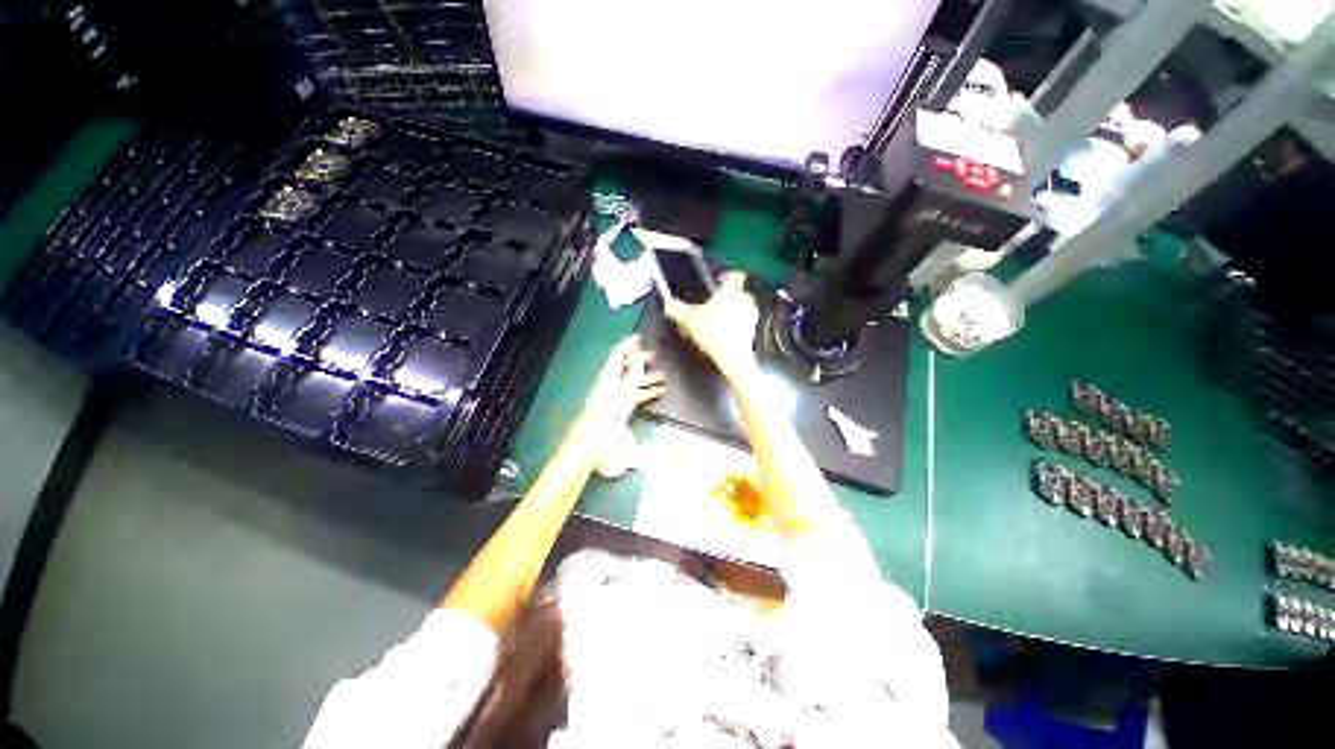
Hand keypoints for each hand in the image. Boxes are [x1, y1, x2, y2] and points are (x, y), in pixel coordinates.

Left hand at [574, 335, 665, 457]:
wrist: (596, 440)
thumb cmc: (611, 412)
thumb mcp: (626, 389)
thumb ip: (633, 370)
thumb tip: (635, 352)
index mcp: (609, 375)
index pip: (617, 354)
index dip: (628, 344)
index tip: (639, 337)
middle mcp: (609, 383)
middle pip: (625, 367)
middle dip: (639, 361)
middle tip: (654, 356)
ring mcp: (613, 396)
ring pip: (631, 382)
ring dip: (646, 378)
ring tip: (663, 377)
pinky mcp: (616, 408)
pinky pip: (632, 395)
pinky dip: (645, 392)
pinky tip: (658, 394)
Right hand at [664, 272, 759, 381]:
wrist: (733, 356)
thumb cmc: (713, 334)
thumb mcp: (689, 321)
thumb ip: (677, 310)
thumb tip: (667, 304)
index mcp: (730, 291)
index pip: (735, 275)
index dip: (726, 276)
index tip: (718, 282)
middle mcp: (744, 299)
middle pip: (734, 293)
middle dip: (722, 300)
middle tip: (708, 310)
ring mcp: (751, 314)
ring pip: (738, 307)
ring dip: (728, 312)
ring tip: (713, 323)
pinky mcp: (753, 327)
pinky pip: (742, 320)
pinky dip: (733, 324)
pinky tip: (722, 334)